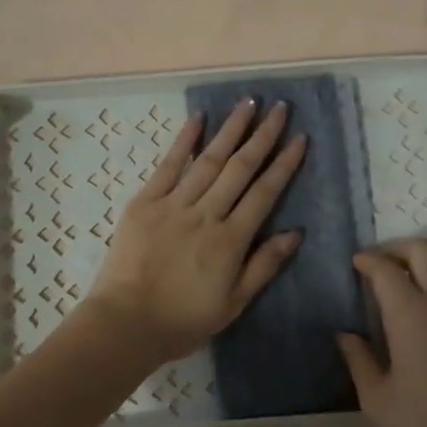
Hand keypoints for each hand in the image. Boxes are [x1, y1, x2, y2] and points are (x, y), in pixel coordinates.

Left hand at [82, 99, 306, 364]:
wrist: (126, 323)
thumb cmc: (183, 320)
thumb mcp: (234, 303)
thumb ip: (264, 266)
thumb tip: (295, 232)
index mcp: (231, 240)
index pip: (265, 193)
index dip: (284, 164)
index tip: (300, 138)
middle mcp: (206, 214)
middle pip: (240, 168)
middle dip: (263, 135)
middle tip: (281, 108)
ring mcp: (174, 204)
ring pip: (209, 160)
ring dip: (231, 129)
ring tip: (248, 103)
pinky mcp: (145, 203)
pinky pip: (168, 166)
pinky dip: (184, 141)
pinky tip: (198, 119)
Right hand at [338, 240, 426, 426]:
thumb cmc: (425, 424)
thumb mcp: (377, 398)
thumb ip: (358, 359)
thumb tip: (346, 335)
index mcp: (412, 315)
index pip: (386, 269)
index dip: (368, 260)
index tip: (355, 263)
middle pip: (423, 251)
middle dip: (396, 249)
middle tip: (378, 266)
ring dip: (420, 266)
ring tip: (400, 288)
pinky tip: (425, 316)